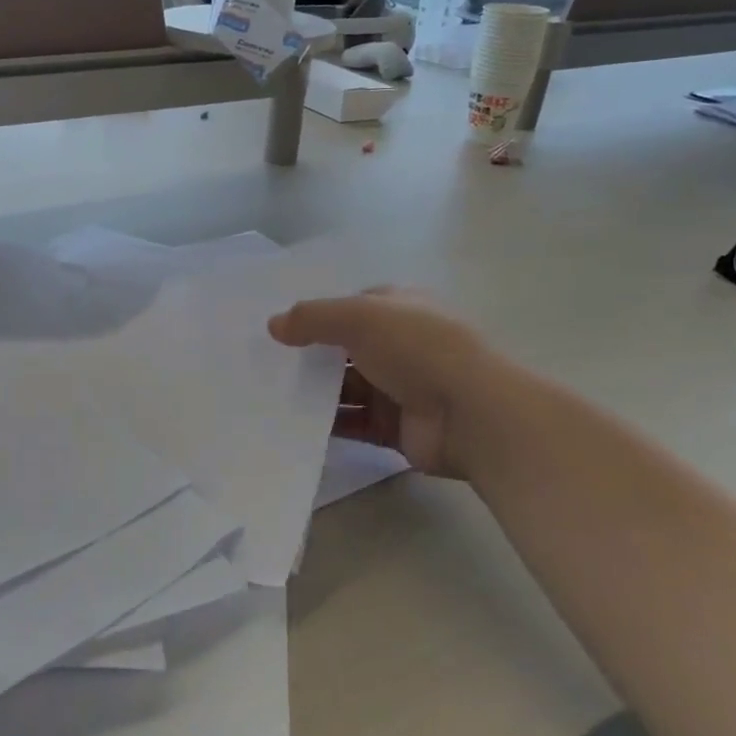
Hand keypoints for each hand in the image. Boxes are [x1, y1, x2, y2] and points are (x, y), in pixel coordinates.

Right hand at [269, 289, 484, 479]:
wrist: (471, 413)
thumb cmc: (417, 348)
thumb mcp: (358, 316)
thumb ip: (312, 318)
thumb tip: (274, 325)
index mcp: (398, 309)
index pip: (350, 308)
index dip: (316, 316)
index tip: (278, 331)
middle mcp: (399, 345)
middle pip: (344, 349)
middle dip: (309, 356)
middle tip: (264, 366)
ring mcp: (399, 387)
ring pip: (345, 388)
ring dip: (314, 393)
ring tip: (268, 397)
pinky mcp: (395, 427)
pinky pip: (353, 424)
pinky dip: (327, 425)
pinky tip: (292, 426)